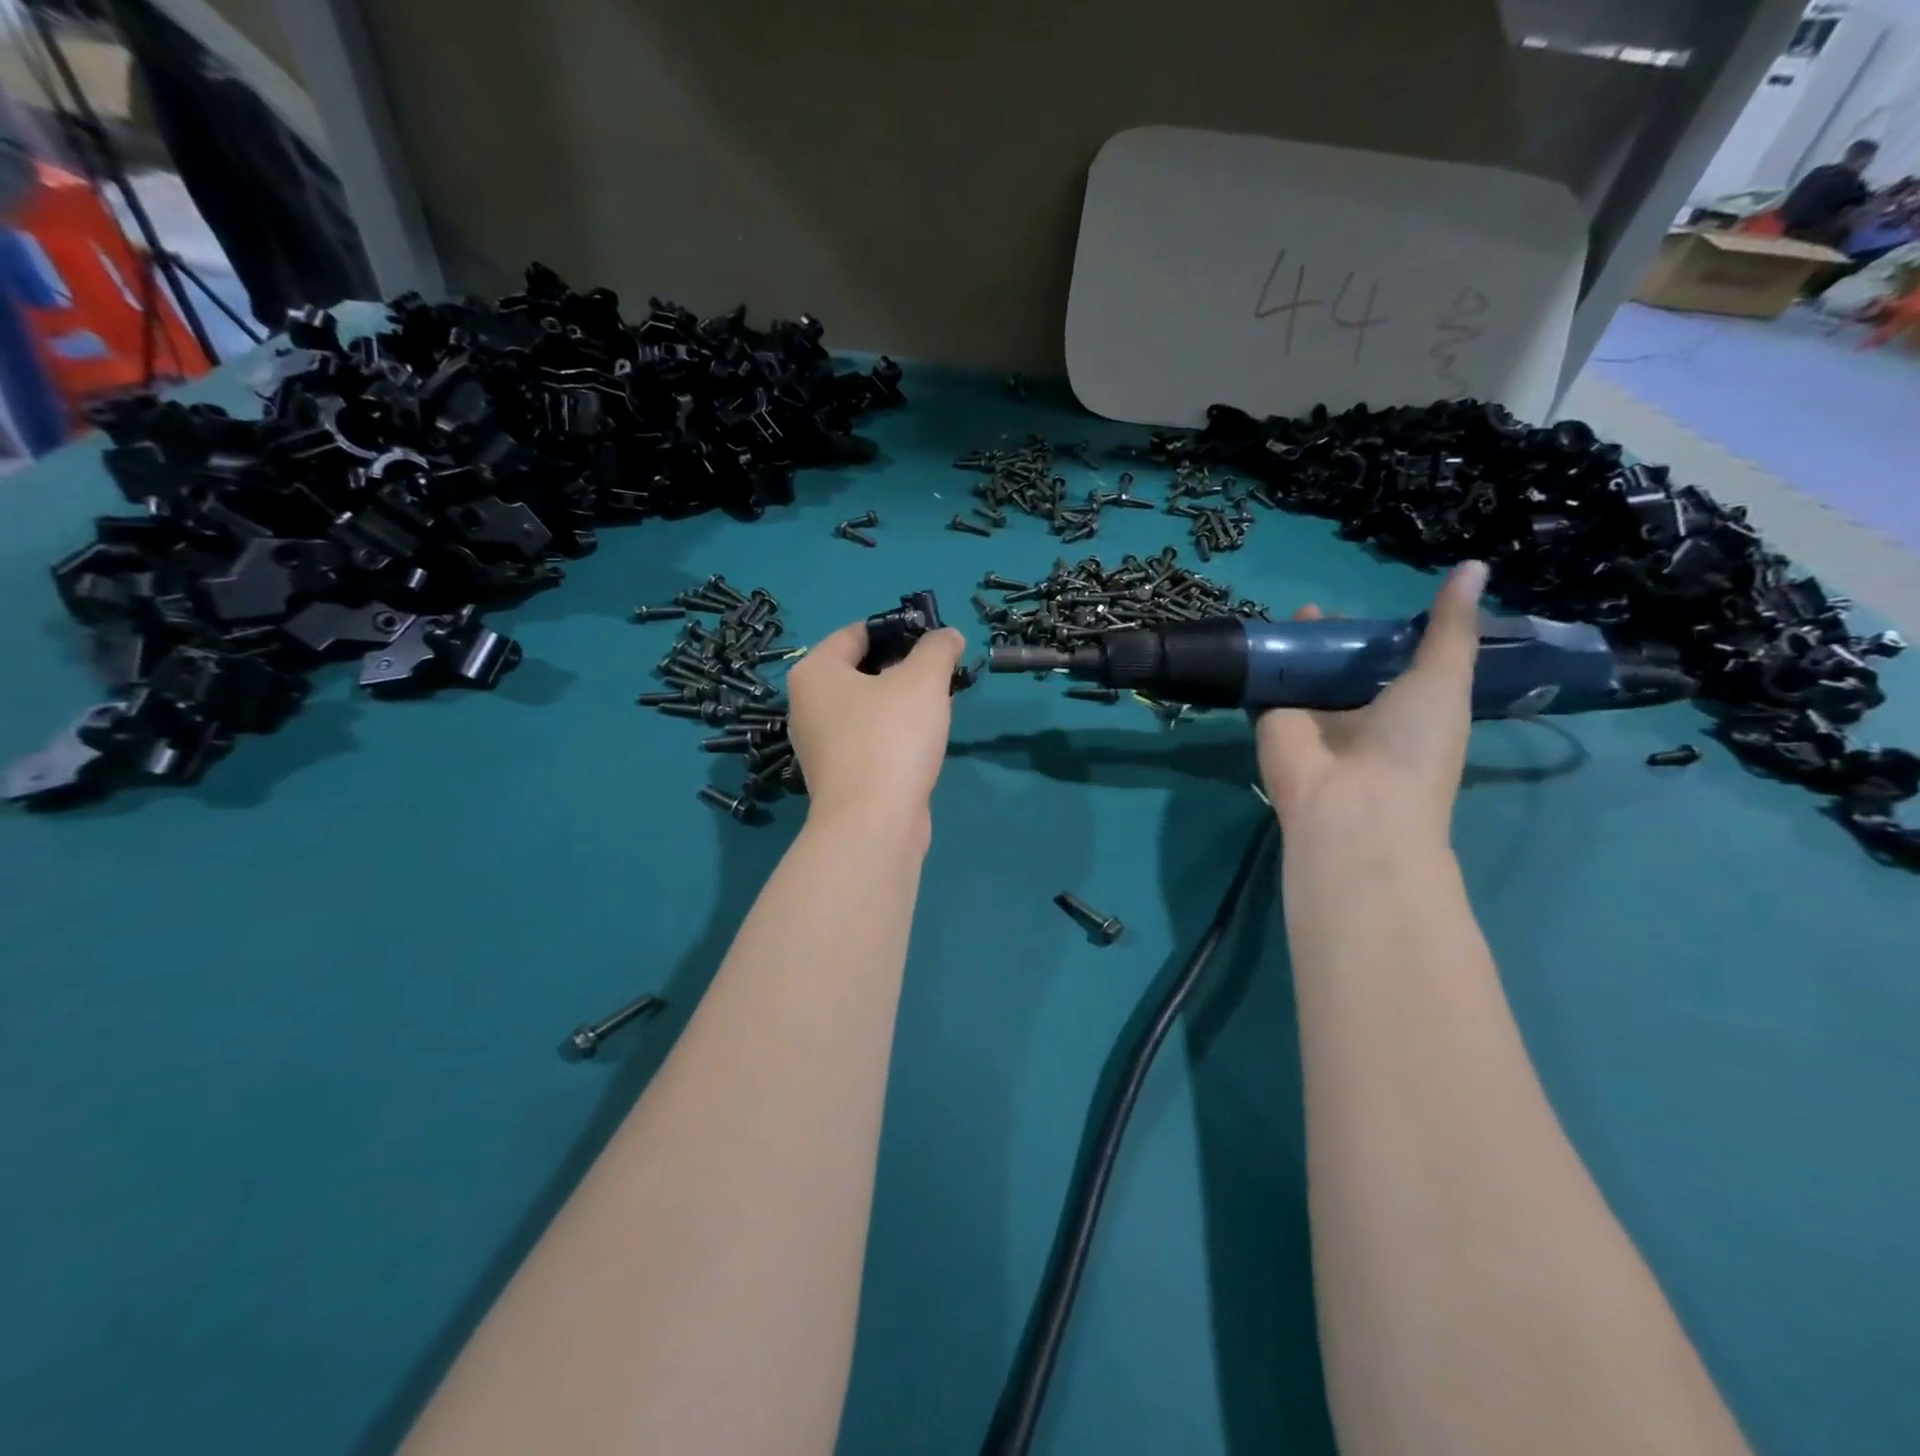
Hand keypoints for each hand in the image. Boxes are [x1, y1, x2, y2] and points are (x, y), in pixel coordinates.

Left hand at [785, 621, 966, 838]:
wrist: (873, 825)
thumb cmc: (891, 738)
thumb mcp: (923, 680)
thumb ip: (938, 648)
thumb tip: (947, 636)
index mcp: (815, 672)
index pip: (857, 633)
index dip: (898, 629)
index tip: (934, 638)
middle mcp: (807, 705)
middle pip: (861, 670)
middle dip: (903, 667)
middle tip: (942, 671)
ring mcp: (820, 745)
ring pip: (867, 707)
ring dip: (901, 702)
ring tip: (940, 703)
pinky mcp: (838, 776)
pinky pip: (869, 739)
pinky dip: (894, 733)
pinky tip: (924, 740)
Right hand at [1255, 561, 1486, 852]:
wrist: (1352, 804)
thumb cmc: (1413, 744)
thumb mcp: (1444, 677)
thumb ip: (1451, 626)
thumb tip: (1474, 564)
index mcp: (1401, 707)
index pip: (1387, 663)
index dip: (1381, 634)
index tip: (1374, 608)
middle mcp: (1353, 711)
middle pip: (1338, 664)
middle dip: (1331, 637)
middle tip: (1320, 607)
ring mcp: (1309, 716)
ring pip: (1299, 671)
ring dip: (1294, 645)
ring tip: (1292, 613)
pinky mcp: (1270, 718)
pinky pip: (1263, 683)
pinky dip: (1258, 661)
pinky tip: (1255, 634)